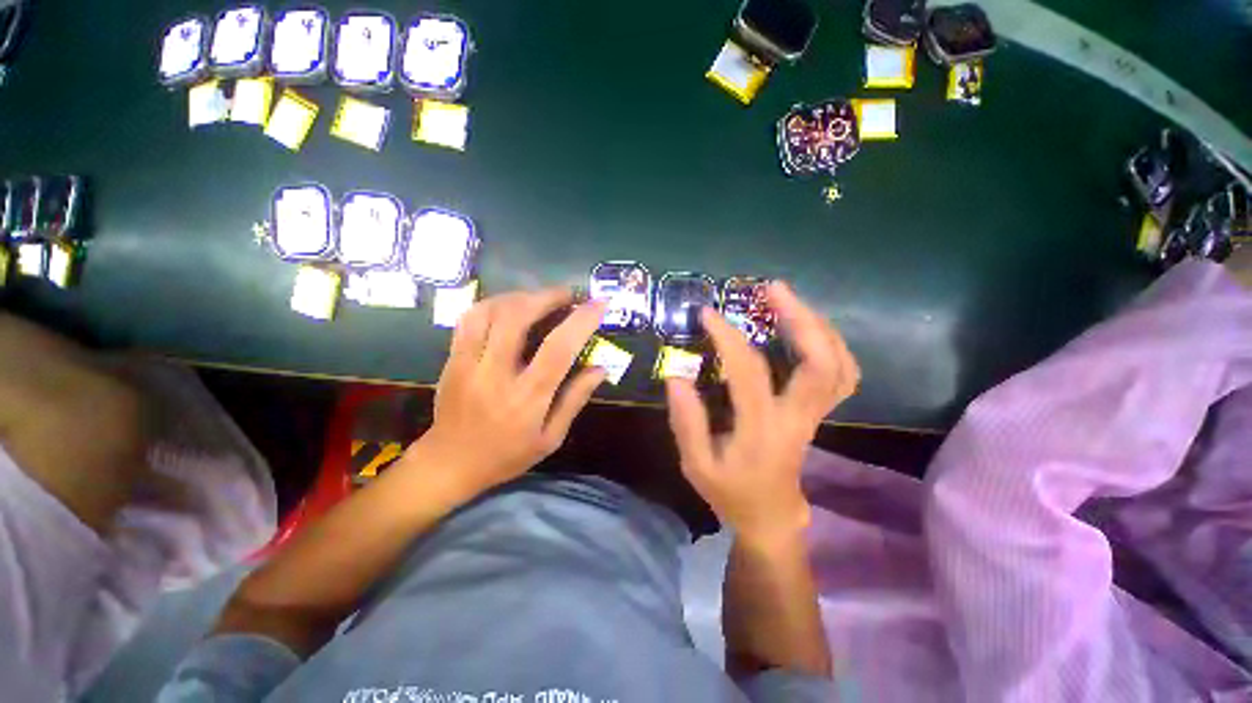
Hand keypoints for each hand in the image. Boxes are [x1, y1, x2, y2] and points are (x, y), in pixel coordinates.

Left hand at [402, 288, 606, 496]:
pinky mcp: (452, 359)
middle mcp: (495, 375)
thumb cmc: (507, 455)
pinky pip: (469, 319)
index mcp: (526, 398)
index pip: (557, 349)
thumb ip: (575, 400)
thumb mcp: (550, 438)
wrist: (450, 463)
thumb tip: (600, 368)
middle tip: (567, 295)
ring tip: (539, 298)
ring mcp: (467, 364)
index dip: (581, 321)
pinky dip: (493, 304)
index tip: (599, 303)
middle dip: (547, 297)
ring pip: (489, 312)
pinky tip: (510, 307)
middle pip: (517, 318)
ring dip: (519, 297)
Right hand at [666, 282, 859, 543]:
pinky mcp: (819, 412)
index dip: (729, 338)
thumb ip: (686, 421)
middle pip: (821, 363)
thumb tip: (676, 376)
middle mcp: (798, 418)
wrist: (771, 515)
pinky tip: (805, 328)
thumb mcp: (696, 464)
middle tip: (771, 289)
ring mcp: (815, 415)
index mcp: (763, 430)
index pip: (750, 372)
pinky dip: (829, 343)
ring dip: (817, 325)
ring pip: (838, 364)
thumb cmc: (730, 492)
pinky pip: (841, 372)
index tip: (708, 314)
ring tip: (786, 300)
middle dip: (800, 318)